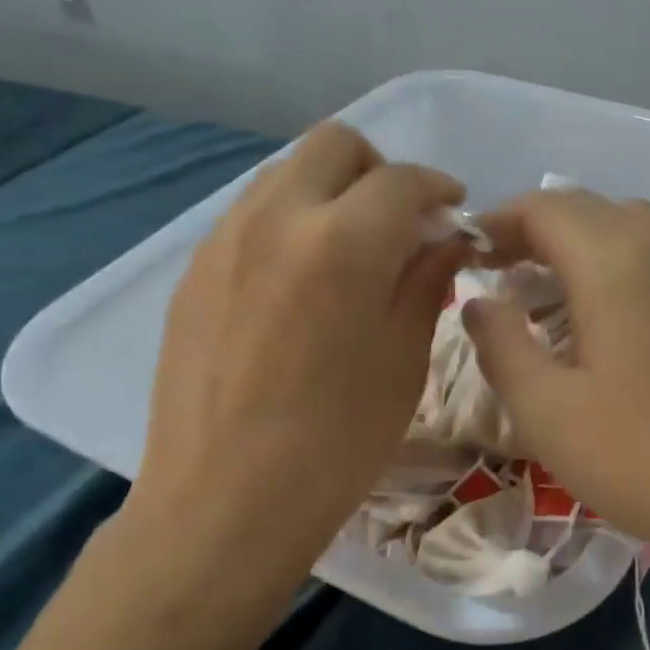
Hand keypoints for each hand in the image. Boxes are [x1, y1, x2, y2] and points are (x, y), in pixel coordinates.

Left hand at [120, 122, 467, 598]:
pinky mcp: (194, 269)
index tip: (455, 214)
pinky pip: (252, 214)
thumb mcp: (403, 361)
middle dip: (380, 171)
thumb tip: (447, 239)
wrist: (223, 504)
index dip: (440, 189)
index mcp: (341, 242)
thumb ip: (427, 281)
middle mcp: (276, 217)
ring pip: (287, 172)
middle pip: (335, 145)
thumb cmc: (336, 443)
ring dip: (331, 191)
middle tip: (401, 225)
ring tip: (351, 252)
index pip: (403, 180)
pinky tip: (302, 283)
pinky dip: (291, 222)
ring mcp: (225, 239)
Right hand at [464, 190, 649, 575]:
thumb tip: (478, 302)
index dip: (497, 221)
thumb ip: (501, 346)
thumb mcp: (546, 411)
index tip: (467, 254)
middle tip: (498, 271)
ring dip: (577, 242)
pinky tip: (603, 317)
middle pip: (586, 207)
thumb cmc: (642, 454)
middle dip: (533, 228)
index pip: (544, 207)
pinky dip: (614, 262)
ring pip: (626, 226)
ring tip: (545, 289)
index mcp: (613, 262)